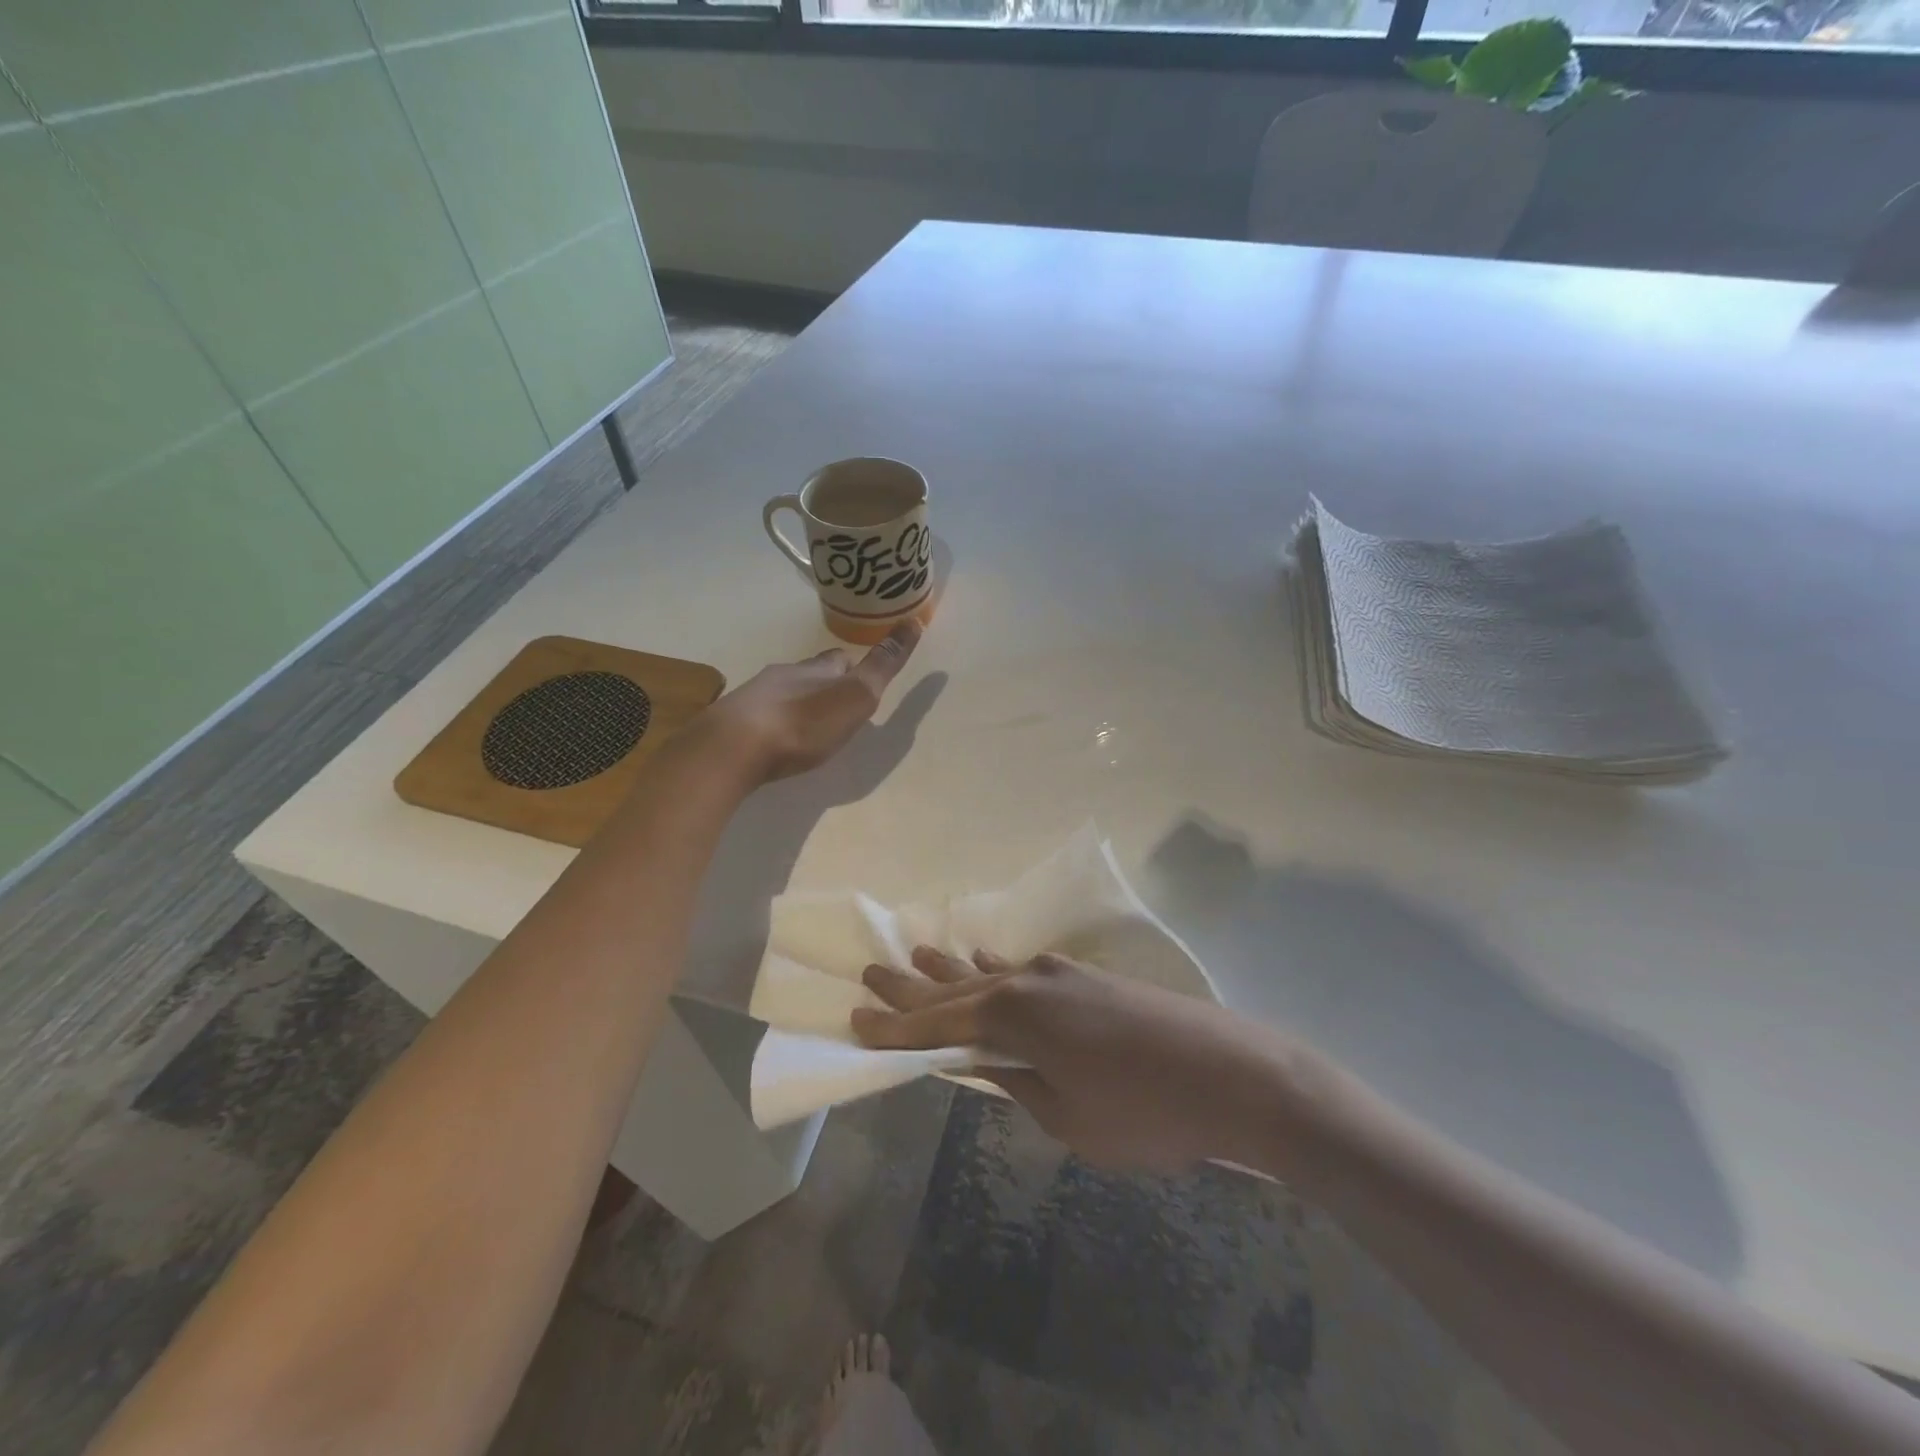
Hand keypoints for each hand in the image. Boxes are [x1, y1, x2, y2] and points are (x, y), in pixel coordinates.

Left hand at [701, 621, 921, 782]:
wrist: (733, 747)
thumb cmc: (803, 723)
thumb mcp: (856, 695)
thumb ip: (883, 664)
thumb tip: (913, 620)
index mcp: (816, 669)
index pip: (839, 659)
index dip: (853, 667)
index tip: (863, 681)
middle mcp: (783, 675)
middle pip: (809, 674)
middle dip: (823, 685)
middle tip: (837, 707)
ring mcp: (753, 698)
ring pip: (782, 693)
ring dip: (796, 704)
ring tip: (807, 728)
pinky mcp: (732, 723)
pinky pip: (759, 716)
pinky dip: (773, 724)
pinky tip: (775, 742)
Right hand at [851, 948, 1299, 1174]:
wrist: (1231, 1074)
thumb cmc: (1144, 1112)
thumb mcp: (1067, 1118)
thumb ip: (1017, 1083)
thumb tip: (987, 1062)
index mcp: (1014, 1016)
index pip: (937, 1025)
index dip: (894, 1030)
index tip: (853, 1021)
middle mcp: (1028, 981)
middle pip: (956, 987)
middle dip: (911, 989)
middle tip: (869, 974)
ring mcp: (1060, 973)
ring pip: (989, 971)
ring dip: (950, 970)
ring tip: (913, 956)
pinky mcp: (1088, 977)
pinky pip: (1024, 968)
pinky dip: (996, 967)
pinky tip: (984, 957)